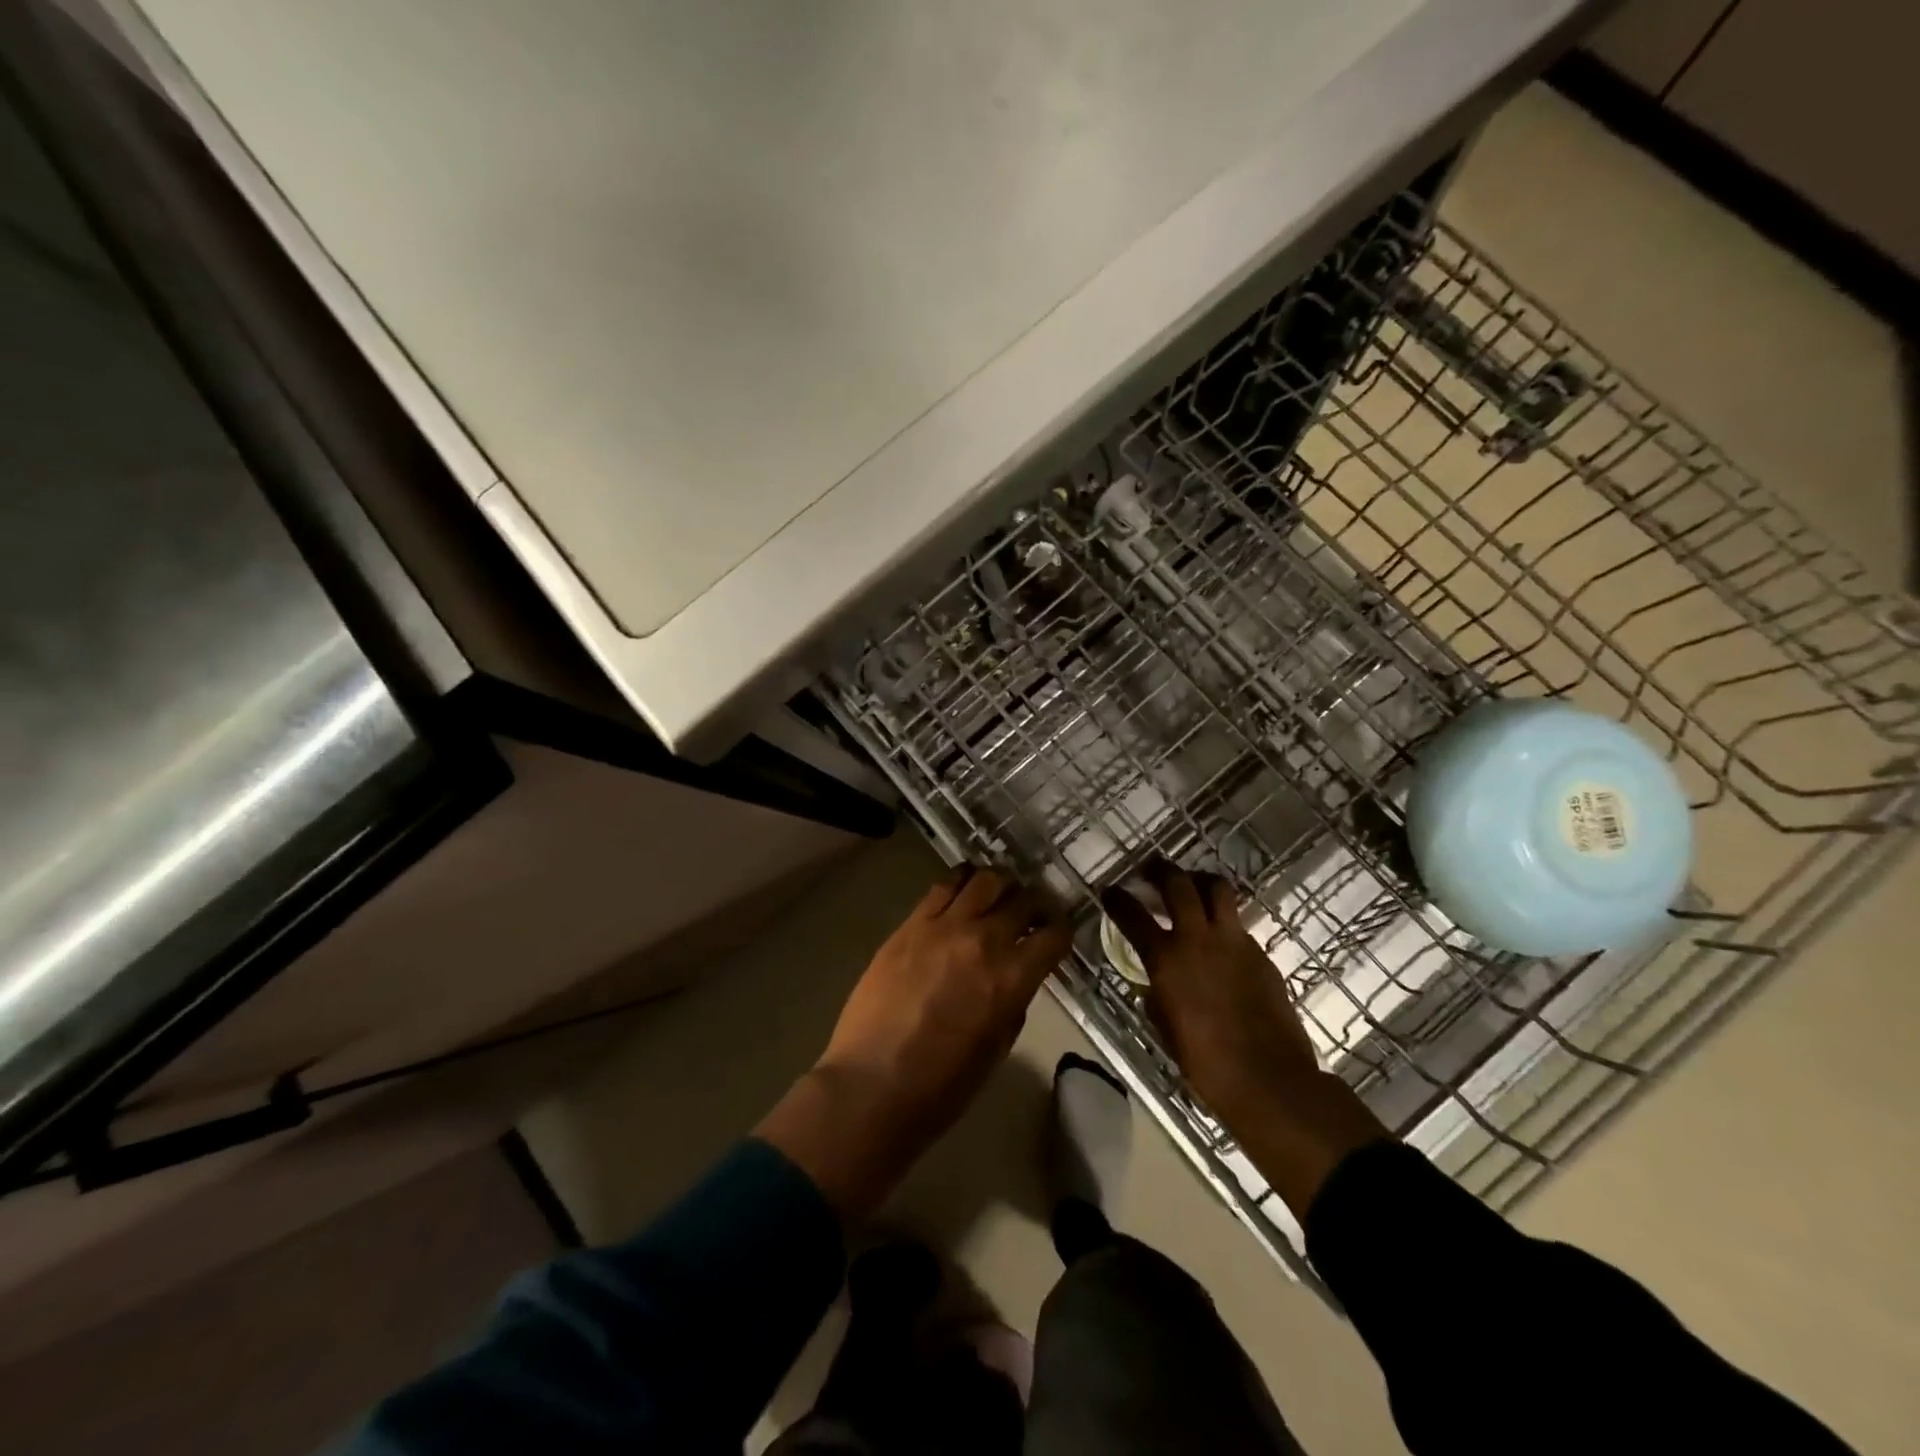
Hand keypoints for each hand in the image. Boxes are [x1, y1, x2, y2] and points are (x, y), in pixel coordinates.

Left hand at [757, 867, 1071, 1216]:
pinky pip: (943, 886)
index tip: (1058, 932)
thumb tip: (1015, 980)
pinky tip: (963, 889)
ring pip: (984, 880)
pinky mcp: (911, 924)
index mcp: (1012, 978)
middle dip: (1035, 903)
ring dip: (999, 885)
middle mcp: (984, 941)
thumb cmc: (941, 1086)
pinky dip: (961, 882)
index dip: (1062, 930)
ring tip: (998, 894)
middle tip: (1033, 910)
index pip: (1054, 935)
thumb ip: (1012, 1004)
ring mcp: (944, 926)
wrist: (872, 1084)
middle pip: (1023, 899)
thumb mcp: (996, 1048)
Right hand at [1102, 864, 1388, 1218]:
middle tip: (1152, 869)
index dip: (1117, 899)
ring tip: (1192, 885)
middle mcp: (1198, 939)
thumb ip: (1157, 992)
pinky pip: (1238, 922)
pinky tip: (1220, 936)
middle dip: (1161, 870)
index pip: (1133, 915)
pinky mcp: (1260, 952)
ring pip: (1217, 889)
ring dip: (1199, 880)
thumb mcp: (1165, 1025)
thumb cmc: (1205, 1062)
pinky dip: (1224, 919)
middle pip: (1178, 883)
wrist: (1268, 1079)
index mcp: (1166, 959)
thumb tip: (1156, 980)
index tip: (1109, 890)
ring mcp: (1233, 941)